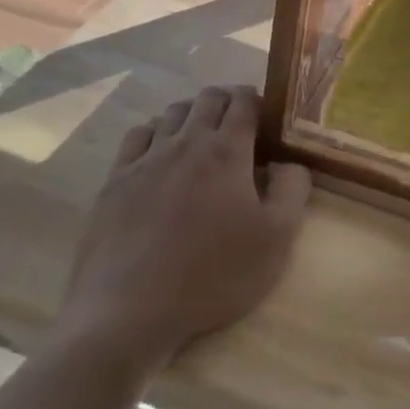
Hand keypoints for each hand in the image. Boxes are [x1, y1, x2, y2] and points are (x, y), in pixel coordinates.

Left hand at [61, 85, 309, 369]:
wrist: (129, 311)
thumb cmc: (212, 275)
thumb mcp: (276, 239)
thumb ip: (293, 189)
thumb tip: (291, 160)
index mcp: (228, 149)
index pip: (244, 100)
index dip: (258, 101)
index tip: (267, 120)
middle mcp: (187, 140)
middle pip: (209, 97)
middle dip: (228, 102)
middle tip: (239, 129)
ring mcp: (147, 156)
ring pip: (174, 110)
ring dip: (193, 114)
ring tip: (202, 140)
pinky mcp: (116, 178)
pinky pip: (138, 134)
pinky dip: (156, 132)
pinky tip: (160, 154)